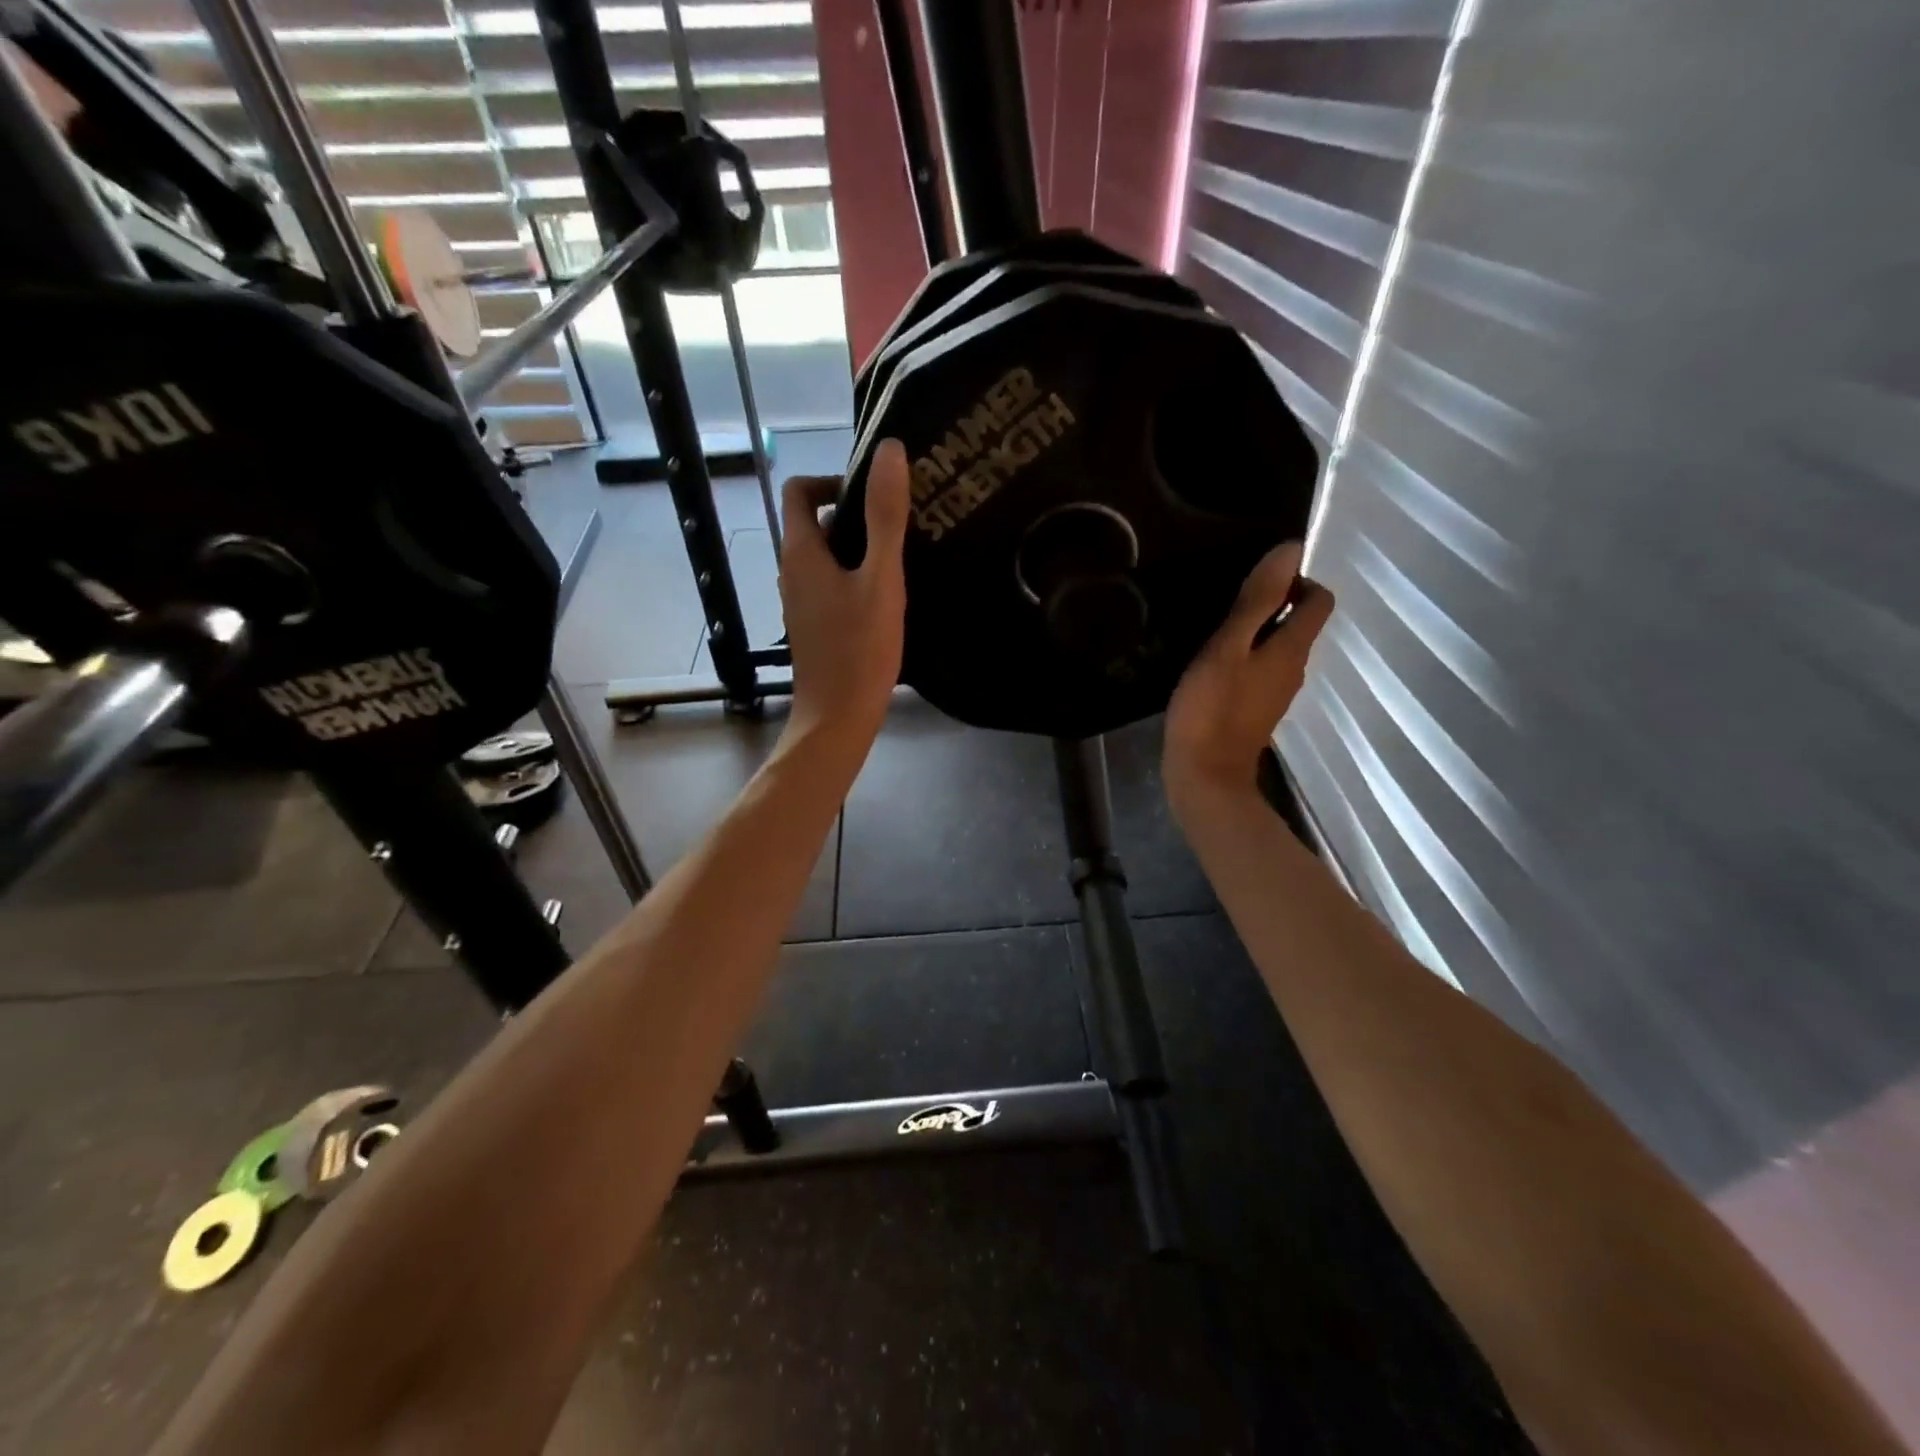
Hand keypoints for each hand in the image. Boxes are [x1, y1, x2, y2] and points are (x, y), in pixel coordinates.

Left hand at [778, 439, 909, 757]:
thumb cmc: (859, 648)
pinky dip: (856, 578)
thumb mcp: (881, 579)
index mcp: (801, 552)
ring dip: (860, 549)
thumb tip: (889, 450)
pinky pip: (832, 584)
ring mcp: (801, 600)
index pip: (800, 490)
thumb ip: (886, 516)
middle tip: (903, 525)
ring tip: (903, 559)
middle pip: (817, 522)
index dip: (834, 480)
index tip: (875, 495)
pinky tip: (889, 597)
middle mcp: (792, 570)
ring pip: (828, 556)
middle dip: (857, 515)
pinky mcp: (814, 624)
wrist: (838, 717)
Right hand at [1163, 540, 1334, 813]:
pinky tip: (1211, 666)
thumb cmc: (1212, 709)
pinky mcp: (1256, 710)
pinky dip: (1244, 658)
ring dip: (1255, 633)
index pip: (1319, 600)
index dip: (1296, 582)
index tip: (1256, 582)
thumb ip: (1257, 601)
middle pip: (1299, 623)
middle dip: (1272, 604)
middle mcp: (1295, 669)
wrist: (1204, 776)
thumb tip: (1292, 550)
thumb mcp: (1228, 648)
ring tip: (1214, 632)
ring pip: (1277, 648)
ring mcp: (1276, 693)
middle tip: (1226, 603)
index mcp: (1293, 649)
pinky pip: (1260, 670)